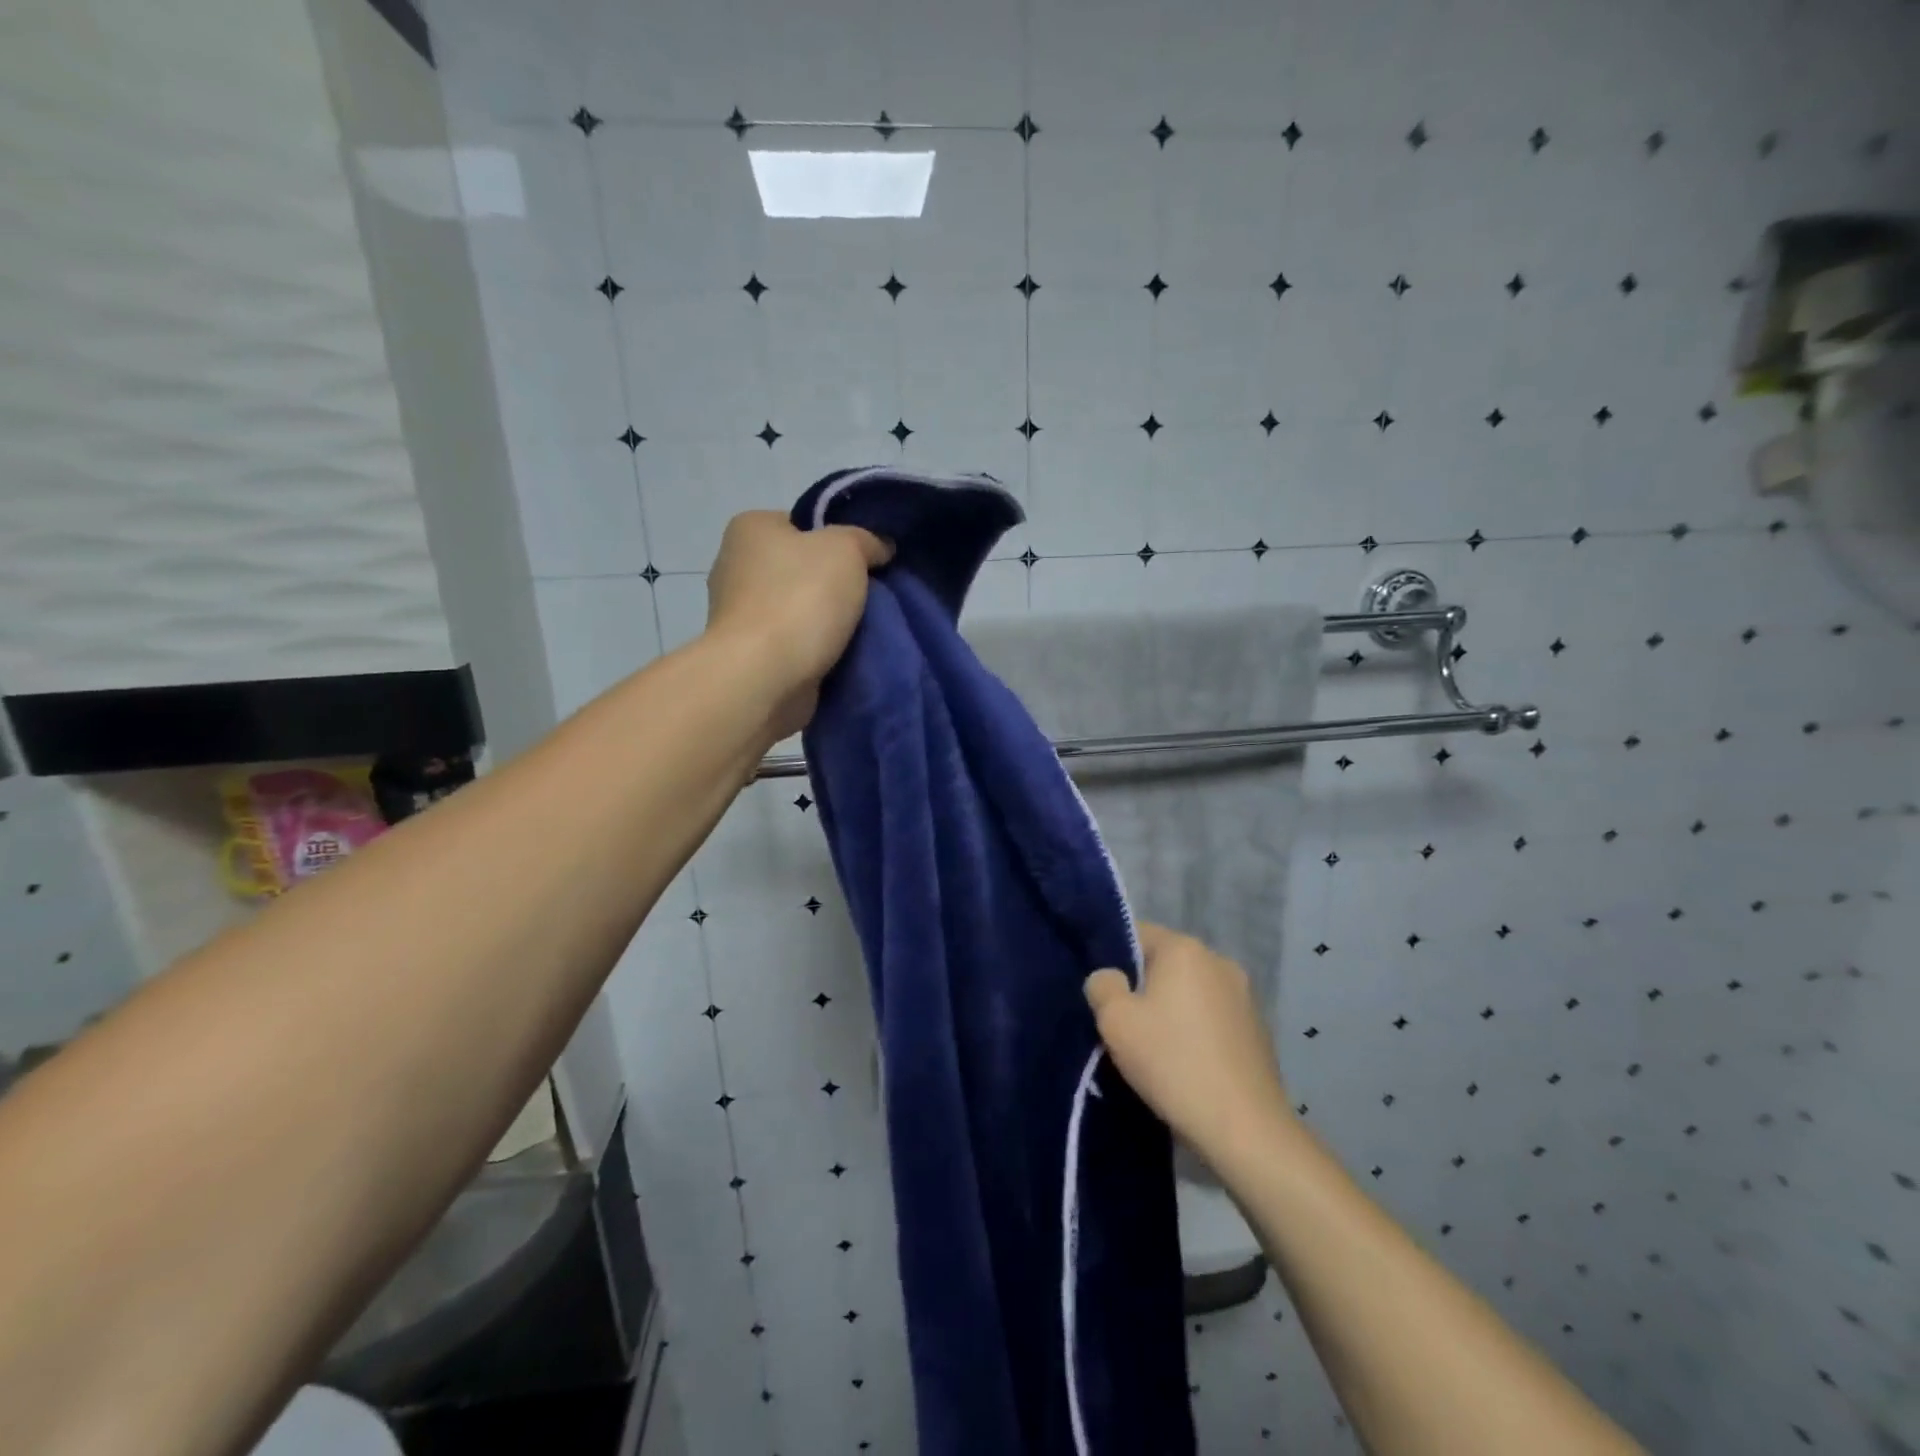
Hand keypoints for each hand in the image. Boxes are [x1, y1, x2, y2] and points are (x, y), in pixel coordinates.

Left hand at [705, 511, 891, 739]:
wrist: (764, 677)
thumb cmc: (800, 599)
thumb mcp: (846, 549)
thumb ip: (866, 540)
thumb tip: (880, 547)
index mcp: (750, 529)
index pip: (802, 525)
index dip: (838, 540)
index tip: (867, 562)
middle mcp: (736, 567)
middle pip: (801, 569)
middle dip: (835, 584)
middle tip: (872, 598)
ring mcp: (739, 616)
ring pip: (799, 609)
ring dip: (827, 622)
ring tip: (864, 632)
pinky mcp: (749, 655)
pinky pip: (794, 644)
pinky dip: (815, 650)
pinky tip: (842, 657)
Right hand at [1084, 923, 1290, 1167]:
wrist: (1244, 1129)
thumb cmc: (1172, 1063)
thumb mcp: (1115, 1021)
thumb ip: (1102, 985)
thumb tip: (1110, 978)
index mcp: (1185, 948)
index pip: (1136, 934)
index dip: (1112, 960)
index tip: (1103, 995)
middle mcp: (1218, 960)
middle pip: (1164, 963)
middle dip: (1142, 988)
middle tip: (1123, 1026)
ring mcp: (1244, 995)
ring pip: (1189, 992)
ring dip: (1170, 1011)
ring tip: (1154, 1050)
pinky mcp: (1258, 1029)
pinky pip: (1212, 1017)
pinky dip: (1195, 1031)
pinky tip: (1185, 1064)